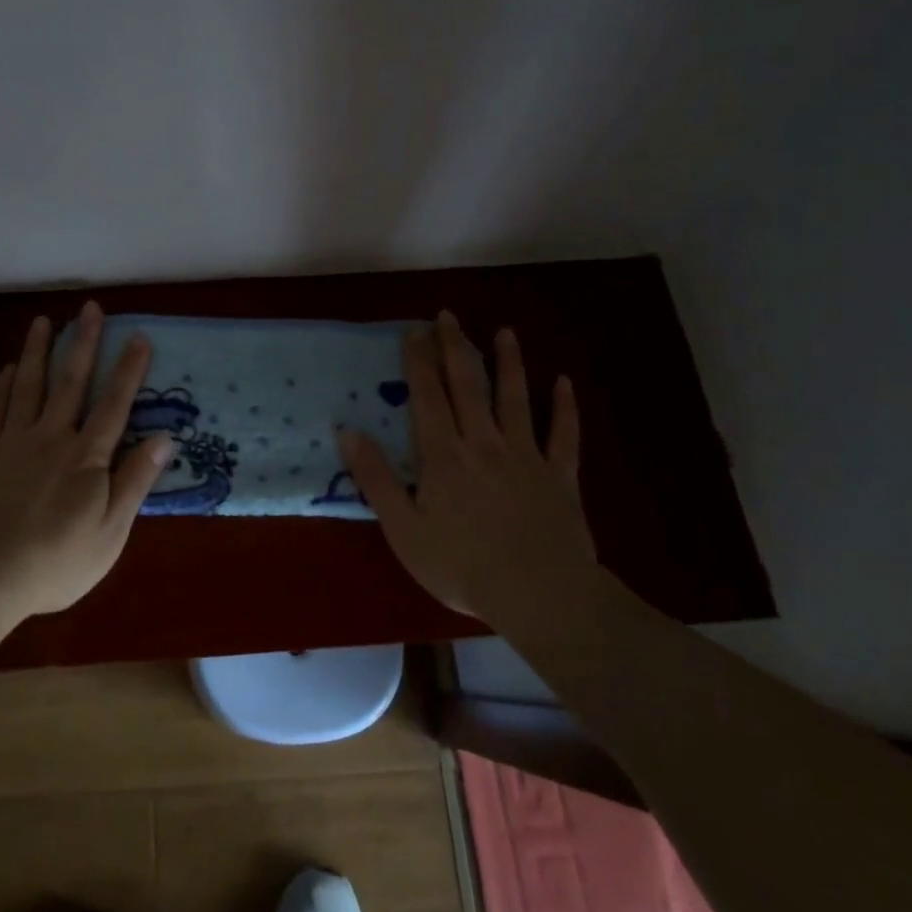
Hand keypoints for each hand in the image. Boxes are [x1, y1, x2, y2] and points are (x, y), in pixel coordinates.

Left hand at [0, 302, 172, 620]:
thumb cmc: (54, 562)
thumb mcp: (110, 533)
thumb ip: (135, 481)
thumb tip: (165, 438)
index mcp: (86, 458)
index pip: (114, 405)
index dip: (128, 370)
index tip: (139, 336)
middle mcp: (51, 438)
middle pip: (70, 382)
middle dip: (83, 342)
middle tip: (89, 307)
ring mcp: (12, 443)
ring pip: (28, 386)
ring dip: (38, 351)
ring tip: (44, 320)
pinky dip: (3, 386)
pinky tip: (8, 368)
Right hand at [337, 311, 595, 631]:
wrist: (540, 595)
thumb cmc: (462, 566)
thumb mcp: (403, 528)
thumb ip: (376, 479)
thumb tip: (347, 432)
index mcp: (444, 455)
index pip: (428, 396)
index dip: (419, 361)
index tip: (414, 330)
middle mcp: (484, 443)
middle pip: (469, 385)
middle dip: (456, 347)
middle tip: (450, 315)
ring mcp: (526, 456)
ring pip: (517, 398)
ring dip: (510, 363)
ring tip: (505, 332)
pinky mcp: (560, 476)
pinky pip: (564, 435)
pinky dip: (565, 408)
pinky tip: (564, 383)